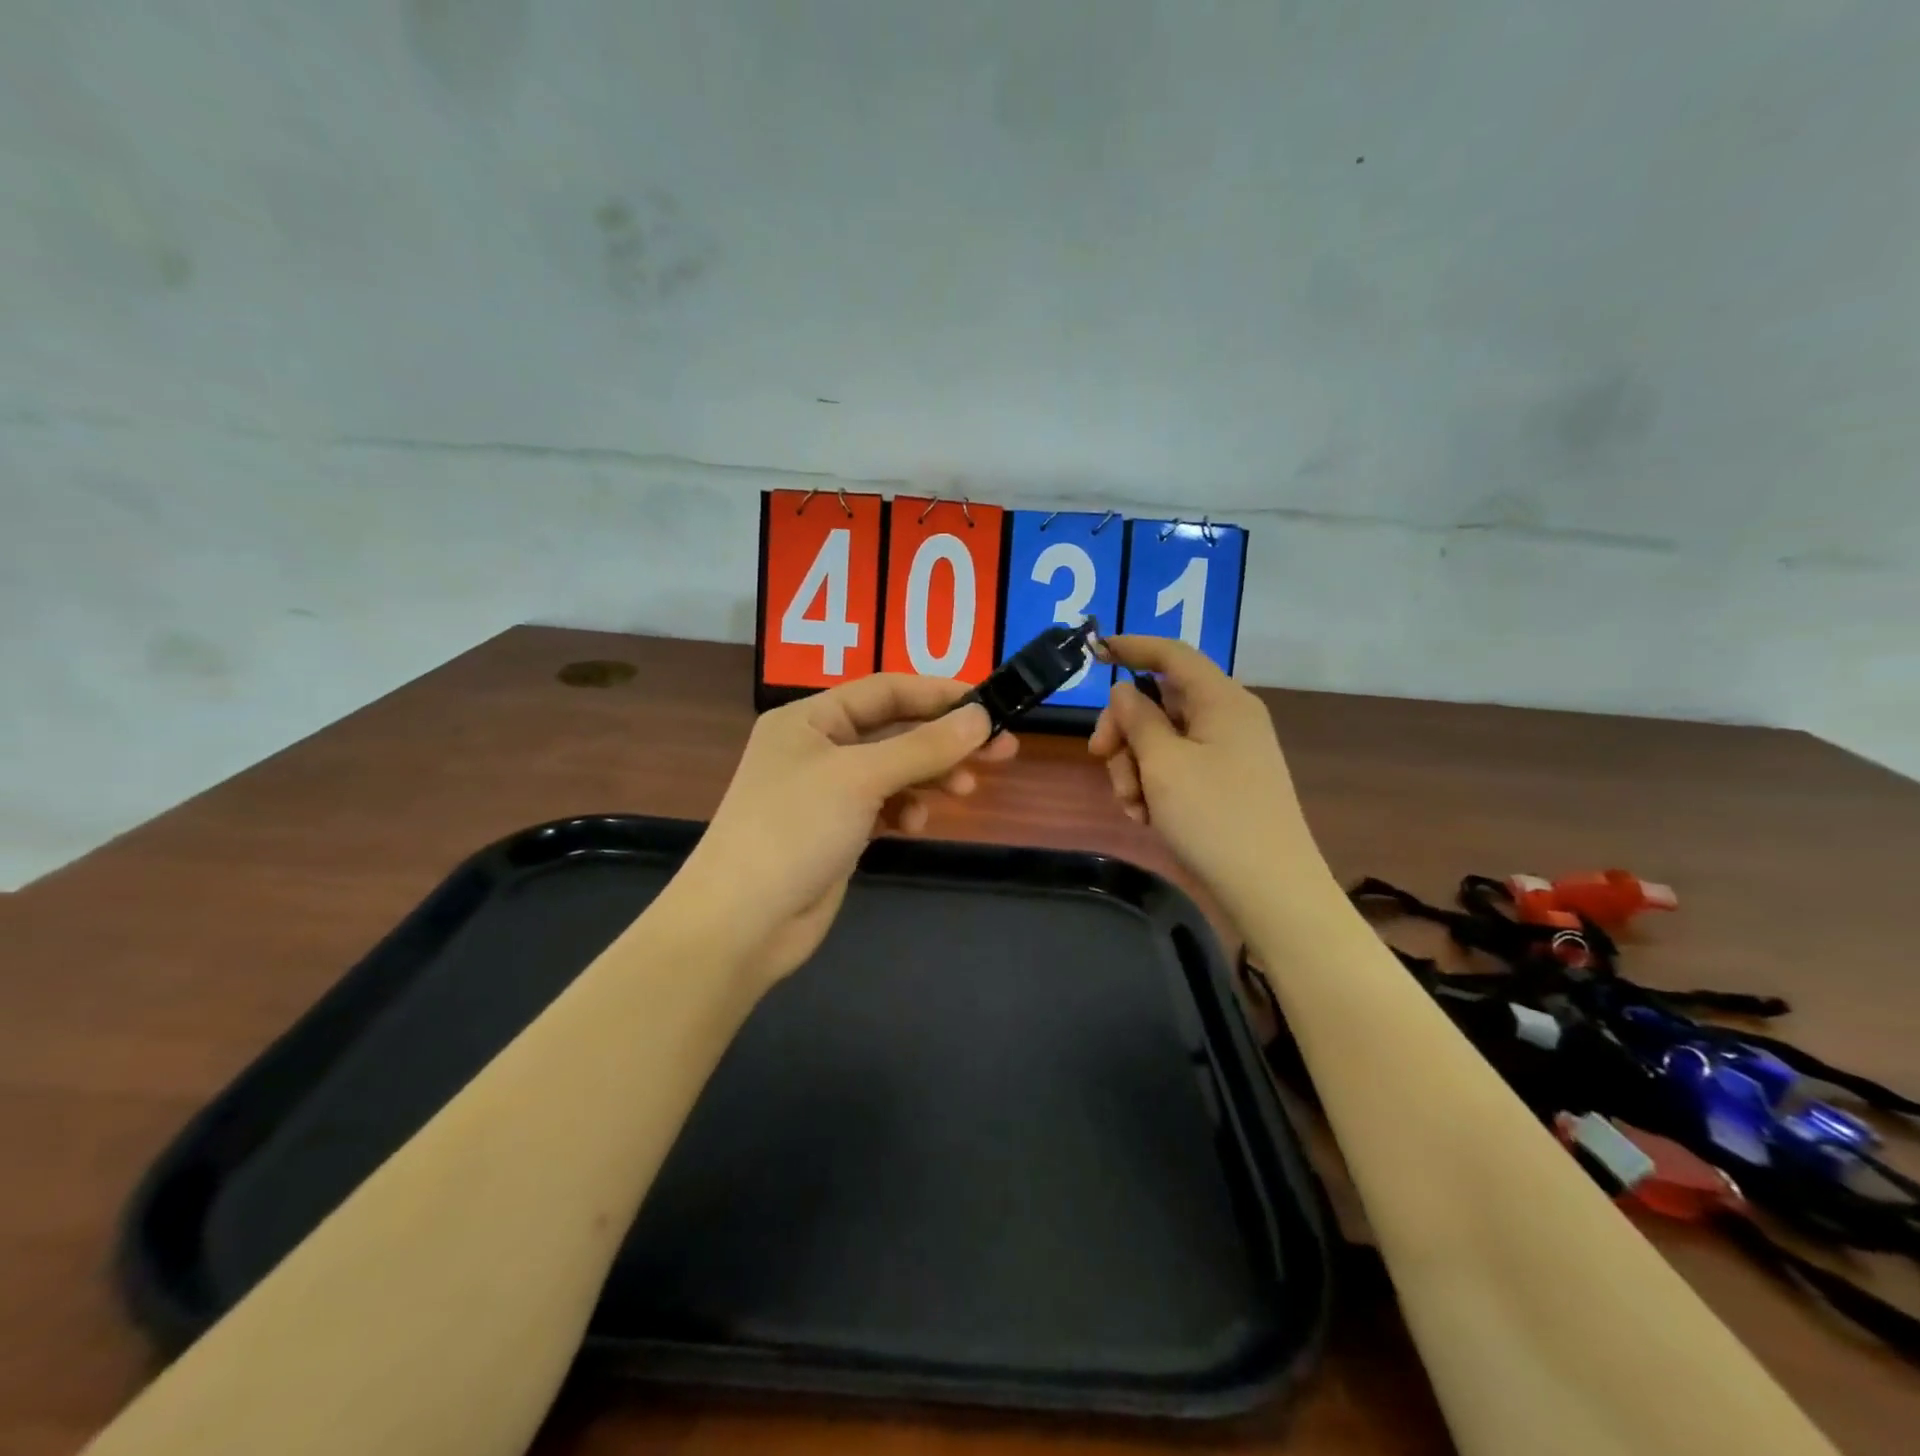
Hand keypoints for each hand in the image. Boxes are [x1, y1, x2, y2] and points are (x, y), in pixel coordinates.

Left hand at [665, 676, 1017, 989]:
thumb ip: (923, 747)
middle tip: (1002, 750)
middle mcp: (817, 747)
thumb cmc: (794, 831)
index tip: (990, 705)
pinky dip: (905, 810)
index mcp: (809, 718)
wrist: (742, 922)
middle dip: (945, 741)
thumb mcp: (861, 778)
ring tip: (965, 792)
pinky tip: (916, 824)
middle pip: (894, 731)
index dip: (939, 694)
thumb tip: (981, 716)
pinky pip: (884, 806)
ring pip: (894, 771)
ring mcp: (827, 792)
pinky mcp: (837, 831)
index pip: (885, 690)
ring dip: (930, 777)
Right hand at [1089, 637, 1323, 923]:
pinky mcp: (1223, 784)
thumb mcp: (1163, 763)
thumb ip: (1137, 718)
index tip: (1094, 651)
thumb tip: (1125, 691)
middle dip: (1124, 730)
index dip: (1132, 647)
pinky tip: (1147, 818)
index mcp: (1221, 700)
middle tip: (1099, 757)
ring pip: (1161, 739)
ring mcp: (1227, 753)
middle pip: (1158, 701)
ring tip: (1134, 807)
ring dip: (1134, 767)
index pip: (1172, 654)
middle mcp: (1227, 718)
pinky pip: (1176, 768)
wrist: (1269, 890)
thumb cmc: (1214, 817)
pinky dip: (1154, 786)